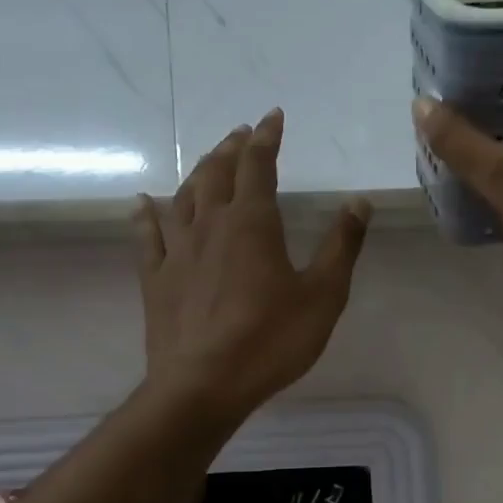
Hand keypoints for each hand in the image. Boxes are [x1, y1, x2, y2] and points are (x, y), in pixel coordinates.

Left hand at [135, 109, 370, 421]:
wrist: (204, 386)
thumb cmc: (271, 340)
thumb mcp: (323, 295)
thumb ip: (342, 245)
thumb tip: (359, 202)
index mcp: (252, 223)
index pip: (258, 165)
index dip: (266, 137)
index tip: (273, 117)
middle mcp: (210, 225)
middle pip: (217, 173)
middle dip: (231, 148)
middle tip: (241, 134)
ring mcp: (177, 251)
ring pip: (184, 197)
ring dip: (198, 172)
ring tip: (209, 161)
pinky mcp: (156, 279)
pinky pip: (147, 236)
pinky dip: (146, 214)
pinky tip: (142, 202)